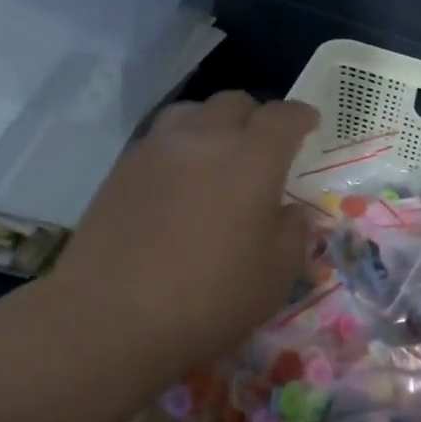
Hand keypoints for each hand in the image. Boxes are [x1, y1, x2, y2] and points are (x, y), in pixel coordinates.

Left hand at [40, 91, 319, 391]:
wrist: (111, 318)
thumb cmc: (209, 298)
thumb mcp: (275, 276)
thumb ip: (293, 234)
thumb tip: (291, 212)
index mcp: (252, 158)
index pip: (283, 116)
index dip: (301, 116)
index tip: (310, 123)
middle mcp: (204, 139)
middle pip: (235, 103)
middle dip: (257, 117)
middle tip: (265, 146)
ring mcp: (156, 150)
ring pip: (192, 112)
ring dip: (213, 124)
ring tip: (217, 154)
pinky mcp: (121, 170)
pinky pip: (160, 139)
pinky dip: (180, 146)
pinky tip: (180, 181)